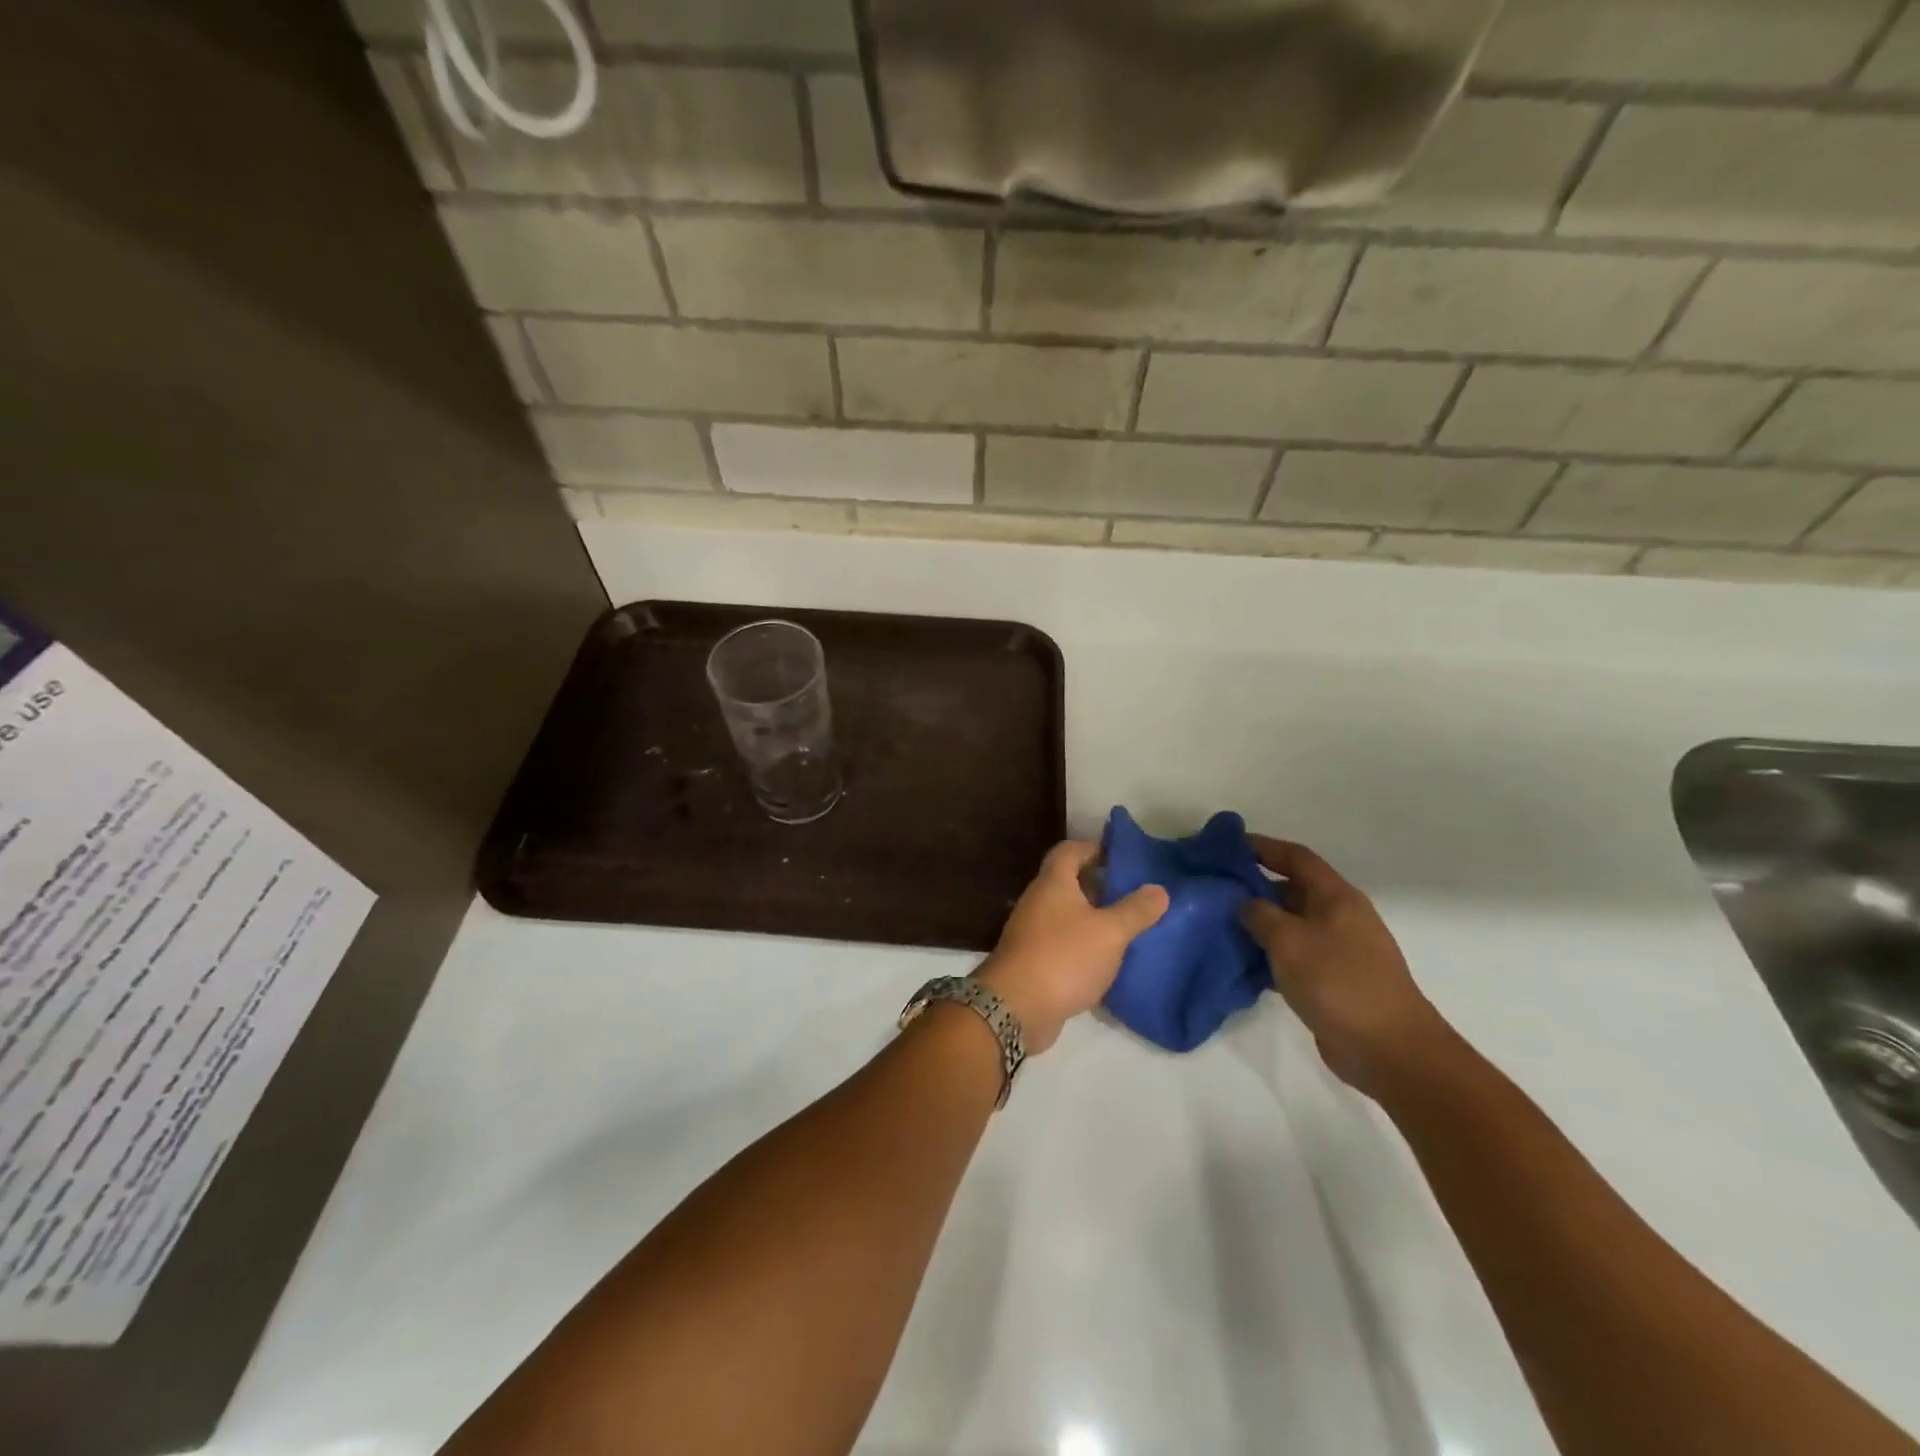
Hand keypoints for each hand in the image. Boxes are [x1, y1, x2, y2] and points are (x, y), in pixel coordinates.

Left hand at [975, 841, 1168, 1054]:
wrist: (1015, 1008)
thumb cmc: (1064, 957)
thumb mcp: (1110, 933)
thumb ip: (1135, 910)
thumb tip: (1159, 889)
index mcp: (1053, 883)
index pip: (1069, 851)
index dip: (1094, 849)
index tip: (1121, 858)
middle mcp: (1038, 901)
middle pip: (1067, 882)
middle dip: (1098, 885)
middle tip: (1131, 895)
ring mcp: (1031, 932)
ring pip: (1065, 915)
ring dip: (1091, 918)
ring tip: (1125, 928)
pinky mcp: (1031, 961)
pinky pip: (1061, 943)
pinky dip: (1082, 945)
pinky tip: (1105, 961)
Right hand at [1238, 836, 1454, 1098]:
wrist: (1389, 1050)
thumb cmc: (1338, 982)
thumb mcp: (1289, 941)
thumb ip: (1259, 914)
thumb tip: (1243, 902)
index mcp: (1336, 897)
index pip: (1296, 858)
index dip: (1263, 847)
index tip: (1227, 847)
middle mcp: (1340, 916)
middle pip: (1293, 890)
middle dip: (1255, 887)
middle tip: (1215, 890)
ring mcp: (1340, 950)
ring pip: (1292, 924)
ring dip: (1260, 924)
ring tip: (1221, 926)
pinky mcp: (1334, 980)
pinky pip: (1296, 955)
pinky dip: (1271, 954)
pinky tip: (1245, 963)